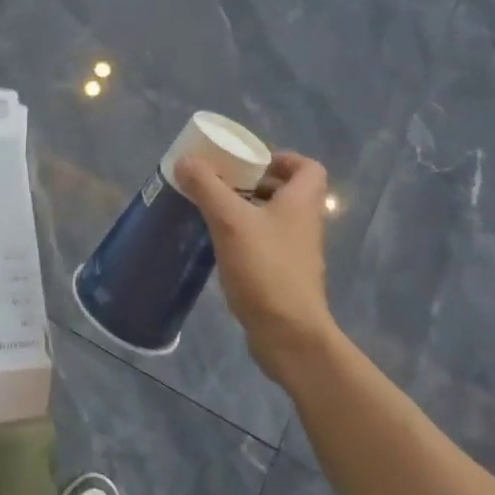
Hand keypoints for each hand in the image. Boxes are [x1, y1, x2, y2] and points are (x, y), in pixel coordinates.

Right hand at [175, 151, 335, 382]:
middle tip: (222, 182)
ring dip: (246, 210)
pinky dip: (244, 237)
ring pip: (273, 219)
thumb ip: (207, 186)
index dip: (283, 158)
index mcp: (301, 203)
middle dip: (254, 182)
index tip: (250, 161)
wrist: (289, 335)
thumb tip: (186, 160)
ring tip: (212, 209)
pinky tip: (217, 244)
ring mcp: (295, 253)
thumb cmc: (265, 269)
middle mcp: (304, 224)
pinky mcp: (283, 276)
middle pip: (286, 191)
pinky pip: (265, 244)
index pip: (308, 167)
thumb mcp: (230, 221)